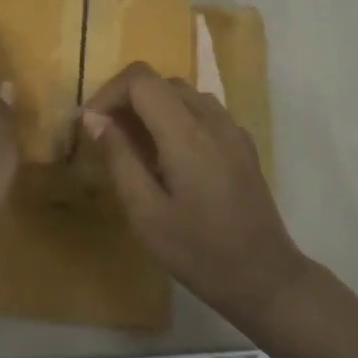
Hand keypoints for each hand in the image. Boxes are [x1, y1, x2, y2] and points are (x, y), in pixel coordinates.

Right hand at [82, 63, 307, 321]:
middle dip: (127, 99)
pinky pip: (203, 111)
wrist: (265, 278)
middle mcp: (212, 119)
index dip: (109, 92)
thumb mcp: (146, 213)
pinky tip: (170, 156)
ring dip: (152, 107)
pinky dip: (176, 117)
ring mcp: (232, 129)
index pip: (141, 79)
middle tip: (107, 137)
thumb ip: (119, 158)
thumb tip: (94, 118)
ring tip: (136, 147)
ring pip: (183, 93)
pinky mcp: (242, 144)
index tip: (92, 124)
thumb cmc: (199, 252)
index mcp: (186, 133)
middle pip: (161, 81)